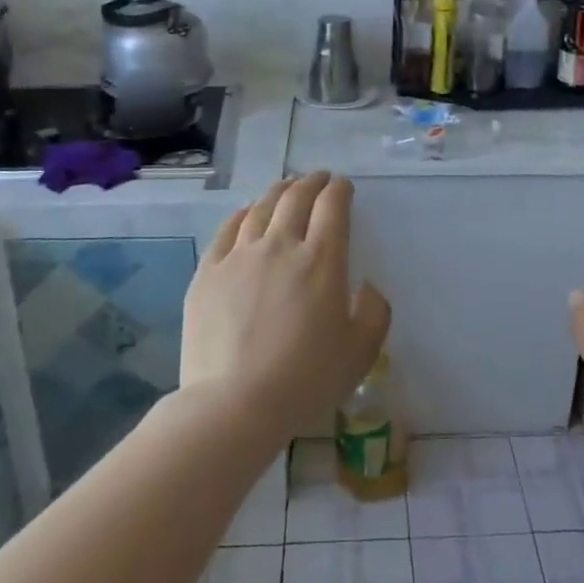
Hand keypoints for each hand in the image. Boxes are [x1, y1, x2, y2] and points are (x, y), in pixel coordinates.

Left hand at [181, 172, 389, 430]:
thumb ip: (374, 311)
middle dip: (312, 182)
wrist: (234, 404)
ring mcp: (240, 256)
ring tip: (286, 187)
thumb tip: (366, 285)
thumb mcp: (360, 352)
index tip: (343, 187)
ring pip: (261, 208)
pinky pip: (228, 229)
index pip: (332, 207)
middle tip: (319, 178)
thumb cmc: (305, 380)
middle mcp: (280, 246)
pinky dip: (243, 213)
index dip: (340, 190)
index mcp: (321, 260)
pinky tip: (247, 213)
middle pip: (296, 198)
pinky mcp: (208, 272)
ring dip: (278, 191)